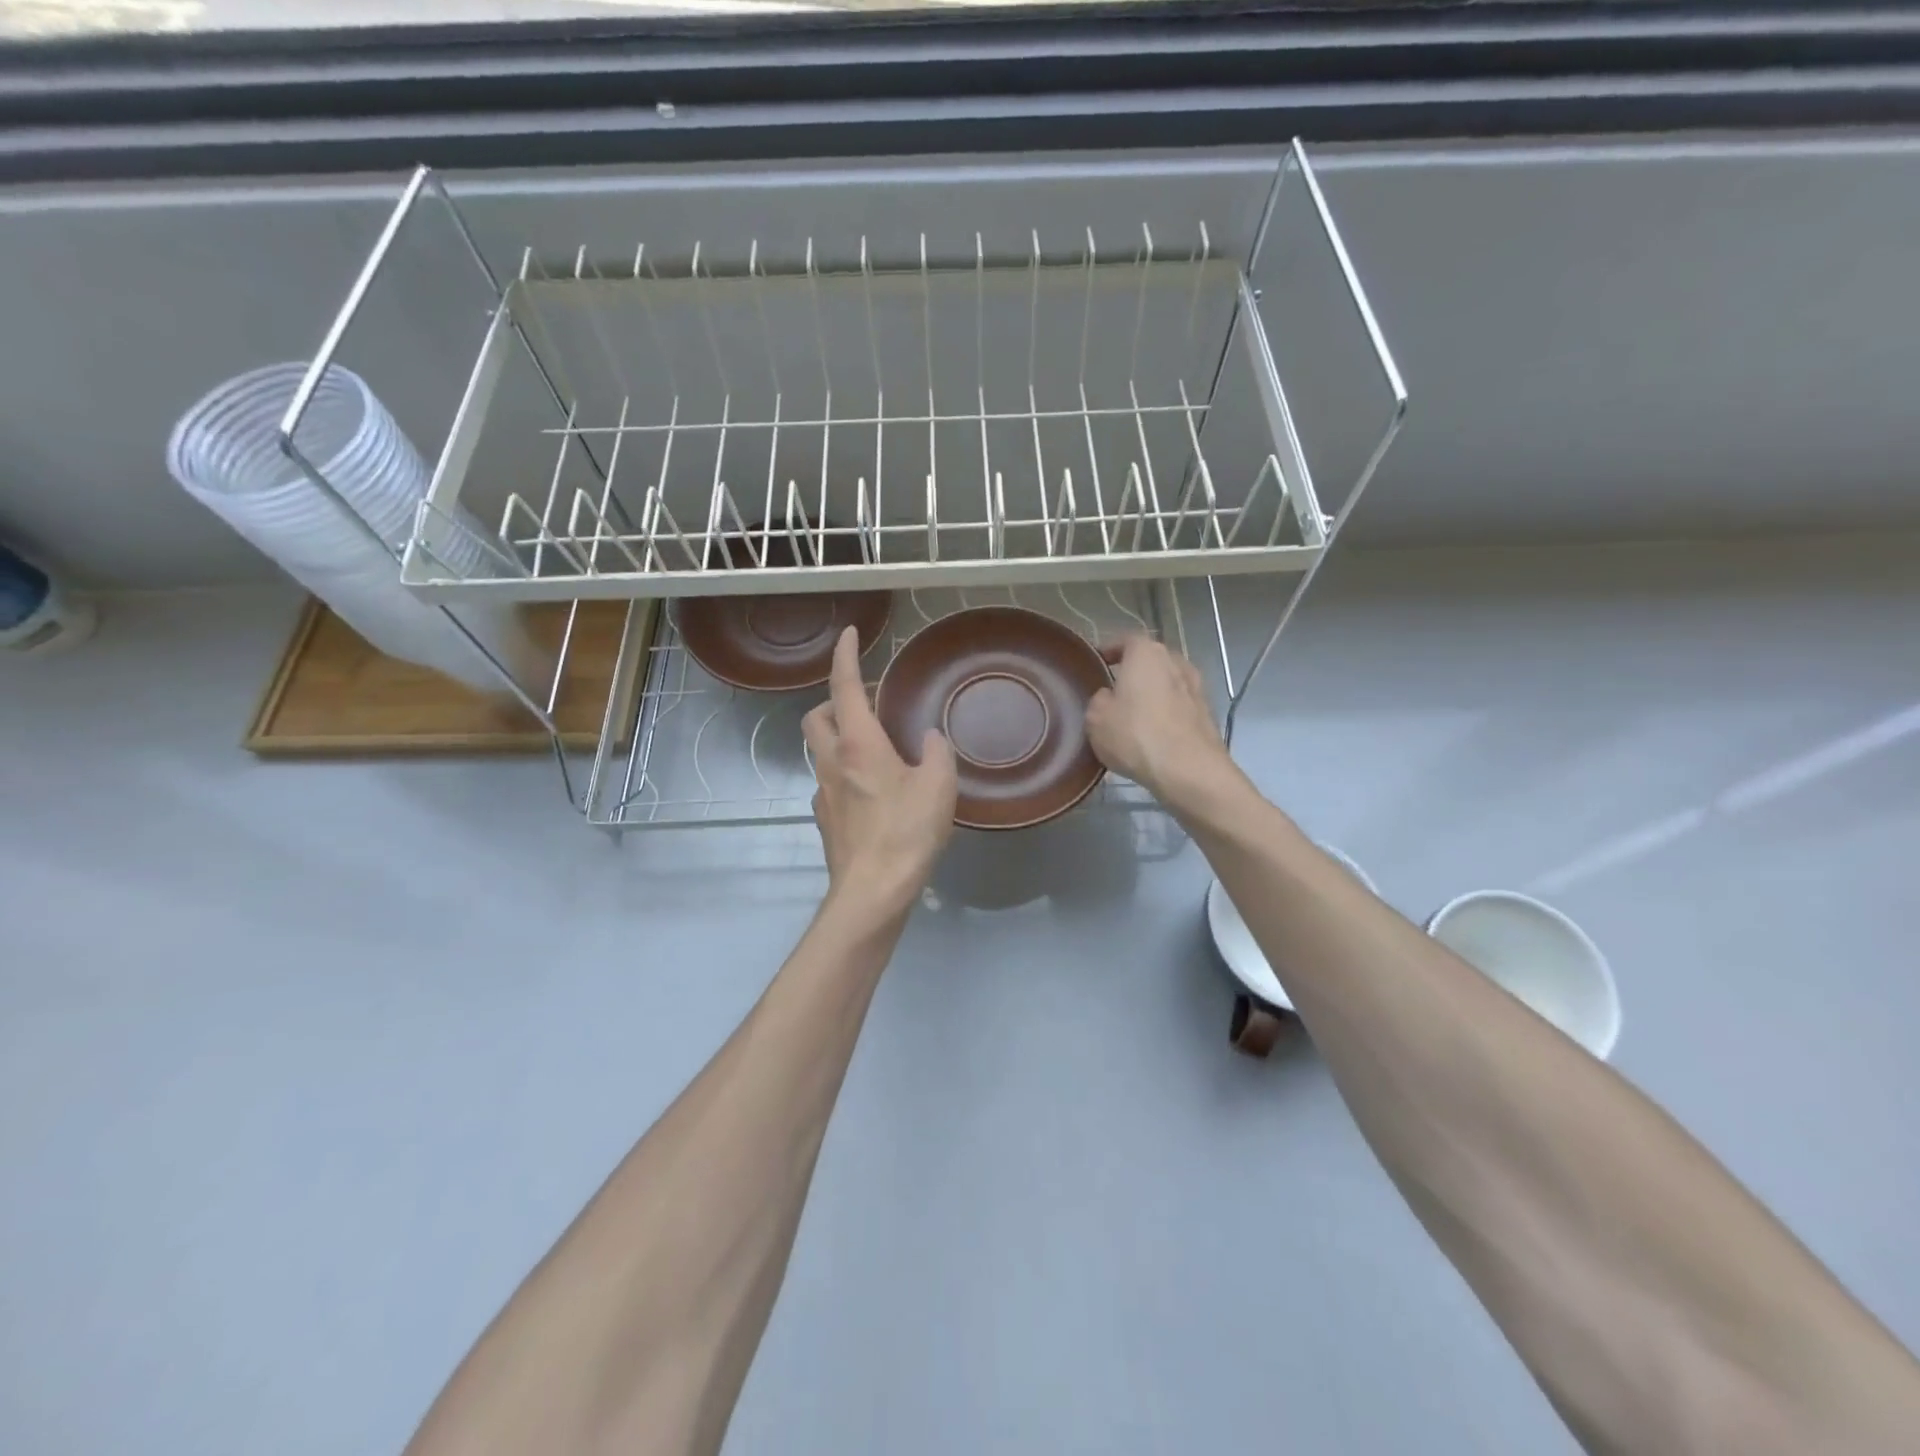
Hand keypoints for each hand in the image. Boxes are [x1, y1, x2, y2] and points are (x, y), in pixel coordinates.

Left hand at [803, 627, 957, 913]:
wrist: (873, 891)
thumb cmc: (907, 832)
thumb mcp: (939, 786)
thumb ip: (938, 752)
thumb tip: (931, 738)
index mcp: (858, 744)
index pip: (843, 687)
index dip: (845, 655)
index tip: (849, 634)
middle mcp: (832, 762)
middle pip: (816, 716)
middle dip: (834, 701)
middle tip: (867, 704)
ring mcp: (823, 793)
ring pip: (820, 750)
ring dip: (840, 737)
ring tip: (876, 747)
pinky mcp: (825, 819)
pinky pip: (829, 781)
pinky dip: (845, 772)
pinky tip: (873, 790)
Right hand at [1085, 634, 1233, 807]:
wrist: (1189, 770)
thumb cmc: (1136, 736)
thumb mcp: (1096, 719)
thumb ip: (1099, 700)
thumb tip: (1109, 697)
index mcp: (1146, 653)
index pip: (1126, 639)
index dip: (1110, 649)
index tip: (1098, 661)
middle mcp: (1175, 662)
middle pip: (1150, 659)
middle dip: (1134, 671)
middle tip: (1115, 689)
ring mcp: (1196, 687)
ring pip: (1168, 682)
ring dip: (1153, 692)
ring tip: (1135, 712)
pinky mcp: (1207, 713)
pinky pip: (1180, 705)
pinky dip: (1168, 712)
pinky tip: (1155, 732)